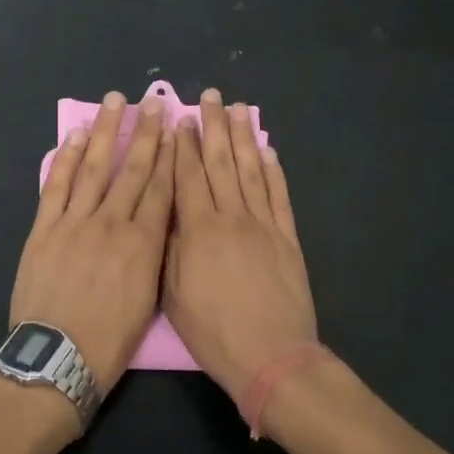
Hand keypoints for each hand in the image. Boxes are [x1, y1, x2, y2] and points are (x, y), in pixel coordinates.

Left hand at [8, 91, 173, 390]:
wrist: (58, 358)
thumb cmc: (110, 340)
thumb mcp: (149, 300)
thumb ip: (154, 256)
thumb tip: (158, 223)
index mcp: (144, 244)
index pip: (160, 188)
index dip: (170, 154)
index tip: (175, 126)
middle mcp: (112, 224)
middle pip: (133, 169)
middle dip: (145, 132)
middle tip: (153, 100)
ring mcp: (75, 222)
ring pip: (95, 168)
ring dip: (106, 132)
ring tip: (115, 102)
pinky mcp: (44, 228)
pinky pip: (57, 186)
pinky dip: (67, 159)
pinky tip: (76, 136)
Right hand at [163, 90, 317, 400]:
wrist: (271, 356)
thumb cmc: (213, 331)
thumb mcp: (173, 293)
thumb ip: (169, 246)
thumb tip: (166, 209)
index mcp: (199, 229)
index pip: (187, 175)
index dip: (182, 145)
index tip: (179, 118)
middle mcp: (232, 216)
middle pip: (220, 162)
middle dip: (213, 127)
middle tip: (211, 97)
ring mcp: (264, 224)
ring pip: (251, 170)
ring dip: (243, 137)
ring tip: (239, 109)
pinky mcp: (288, 238)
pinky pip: (279, 195)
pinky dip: (273, 170)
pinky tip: (267, 150)